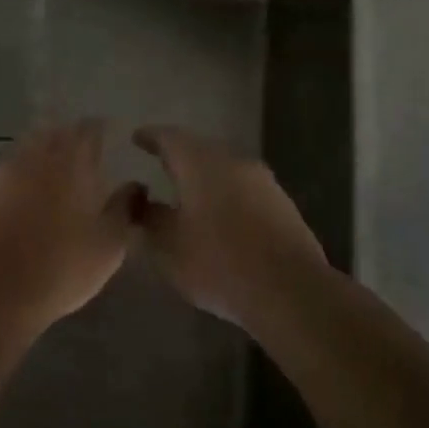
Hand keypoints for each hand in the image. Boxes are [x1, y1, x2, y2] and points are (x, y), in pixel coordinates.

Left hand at [0, 120, 143, 327]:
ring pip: (20, 152)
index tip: (105, 136)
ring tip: (43, 179)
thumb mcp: (109, 244)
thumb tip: (135, 186)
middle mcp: (33, 157)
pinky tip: (11, 206)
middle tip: (75, 156)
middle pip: (50, 133)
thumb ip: (125, 209)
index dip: (97, 130)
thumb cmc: (62, 266)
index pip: (87, 129)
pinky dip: (8, 186)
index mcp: (71, 163)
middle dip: (64, 139)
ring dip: (34, 158)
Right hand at [133, 125, 329, 324]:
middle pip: (199, 147)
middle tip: (160, 162)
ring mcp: (262, 180)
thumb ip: (148, 218)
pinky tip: (219, 214)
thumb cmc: (218, 264)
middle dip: (178, 154)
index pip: (169, 137)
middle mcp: (232, 159)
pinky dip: (225, 192)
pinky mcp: (281, 203)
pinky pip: (243, 187)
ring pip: (224, 166)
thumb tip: (138, 199)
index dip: (150, 137)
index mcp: (200, 162)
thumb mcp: (168, 247)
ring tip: (187, 190)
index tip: (137, 138)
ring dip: (204, 174)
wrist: (291, 291)